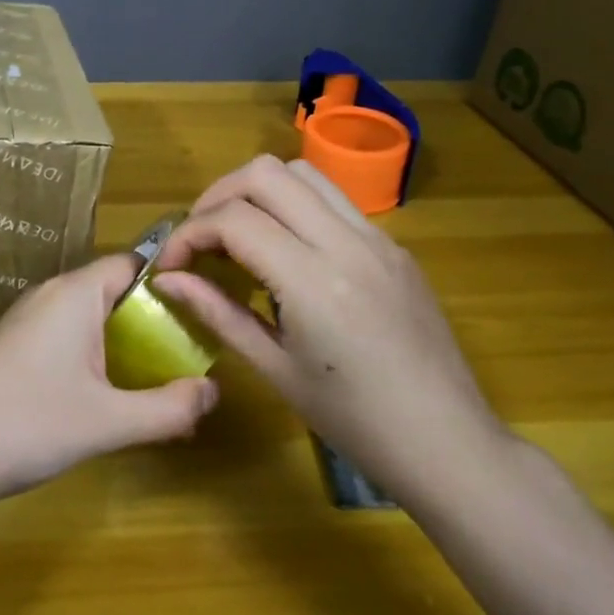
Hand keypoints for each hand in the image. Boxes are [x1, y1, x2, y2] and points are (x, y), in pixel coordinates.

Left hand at [0, 254, 219, 512]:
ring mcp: (28, 320)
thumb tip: (214, 392)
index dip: (172, 282)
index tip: (205, 311)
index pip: (134, 263)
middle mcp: (51, 295)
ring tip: (160, 380)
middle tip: (191, 354)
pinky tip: (112, 396)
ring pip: (92, 316)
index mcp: (75, 293)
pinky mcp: (15, 347)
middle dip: (155, 320)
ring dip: (126, 342)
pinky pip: (69, 337)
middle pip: (115, 290)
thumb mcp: (109, 422)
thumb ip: (169, 408)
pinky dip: (98, 356)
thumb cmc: (28, 426)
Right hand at [153, 155, 508, 508]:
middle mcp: (347, 242)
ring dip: (258, 191)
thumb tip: (167, 280)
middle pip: (265, 173)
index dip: (188, 234)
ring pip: (303, 172)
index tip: (171, 265)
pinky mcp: (394, 245)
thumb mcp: (275, 369)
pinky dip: (295, 206)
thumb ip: (217, 312)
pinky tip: (286, 251)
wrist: (446, 441)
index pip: (234, 220)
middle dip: (218, 196)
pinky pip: (334, 200)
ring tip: (238, 233)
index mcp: (313, 281)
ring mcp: (377, 238)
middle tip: (200, 238)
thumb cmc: (353, 420)